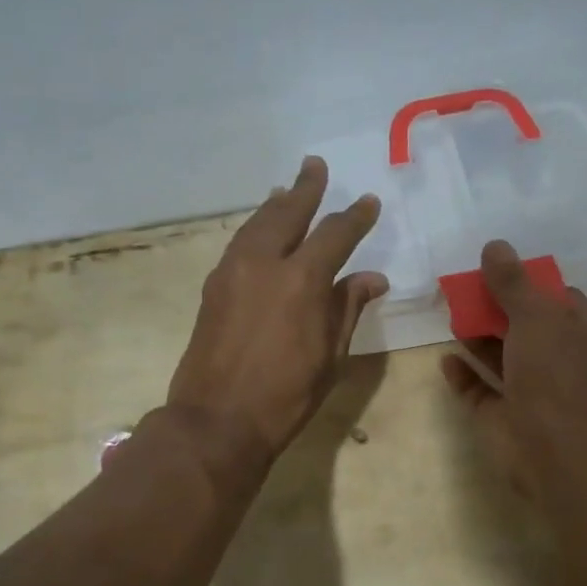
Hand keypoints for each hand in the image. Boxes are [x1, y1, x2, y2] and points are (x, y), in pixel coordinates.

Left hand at [166, 156, 386, 466]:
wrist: (217, 420)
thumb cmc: (286, 395)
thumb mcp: (330, 354)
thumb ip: (348, 308)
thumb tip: (372, 278)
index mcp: (302, 279)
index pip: (335, 234)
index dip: (355, 217)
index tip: (369, 202)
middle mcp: (264, 263)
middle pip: (287, 212)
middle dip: (305, 188)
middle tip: (315, 165)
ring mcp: (233, 272)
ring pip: (257, 223)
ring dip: (275, 204)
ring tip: (286, 189)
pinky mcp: (214, 286)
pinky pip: (239, 243)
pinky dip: (254, 228)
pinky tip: (260, 230)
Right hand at [440, 240, 586, 494]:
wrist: (553, 449)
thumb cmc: (554, 373)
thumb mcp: (535, 316)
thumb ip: (512, 282)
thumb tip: (494, 245)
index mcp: (585, 333)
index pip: (561, 299)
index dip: (532, 282)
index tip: (499, 268)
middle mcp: (562, 359)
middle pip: (527, 325)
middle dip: (498, 307)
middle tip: (465, 286)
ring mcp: (534, 390)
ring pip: (503, 356)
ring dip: (479, 337)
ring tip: (451, 312)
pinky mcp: (506, 416)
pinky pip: (481, 389)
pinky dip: (465, 374)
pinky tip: (446, 358)